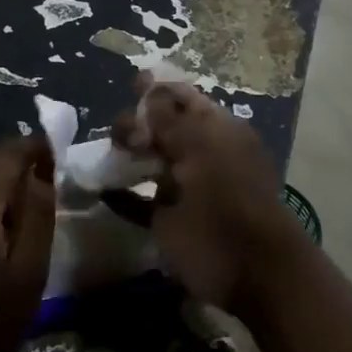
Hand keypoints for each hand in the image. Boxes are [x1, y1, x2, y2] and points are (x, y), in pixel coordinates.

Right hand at [111, 78, 305, 320]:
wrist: (249, 269)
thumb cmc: (228, 197)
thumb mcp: (200, 147)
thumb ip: (169, 119)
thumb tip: (148, 85)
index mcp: (216, 130)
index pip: (183, 98)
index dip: (158, 89)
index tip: (131, 83)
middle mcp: (199, 153)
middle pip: (161, 127)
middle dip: (136, 123)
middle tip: (120, 136)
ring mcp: (182, 188)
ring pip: (147, 162)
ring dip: (124, 156)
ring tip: (106, 157)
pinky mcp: (167, 220)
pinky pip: (137, 201)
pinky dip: (119, 195)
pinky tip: (101, 190)